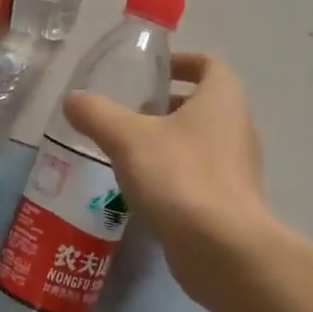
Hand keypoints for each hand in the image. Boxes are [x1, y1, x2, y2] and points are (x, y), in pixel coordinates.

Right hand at [63, 53, 273, 301]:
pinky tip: (144, 190)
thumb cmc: (179, 176)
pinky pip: (201, 175)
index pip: (209, 65)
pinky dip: (175, 174)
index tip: (151, 73)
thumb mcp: (127, 138)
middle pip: (204, 104)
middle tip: (130, 114)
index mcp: (223, 99)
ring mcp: (239, 168)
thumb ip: (97, 114)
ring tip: (129, 152)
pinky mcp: (231, 202)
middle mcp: (238, 127)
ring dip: (169, 141)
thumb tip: (73, 100)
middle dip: (167, 105)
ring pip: (201, 142)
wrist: (222, 248)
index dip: (181, 63)